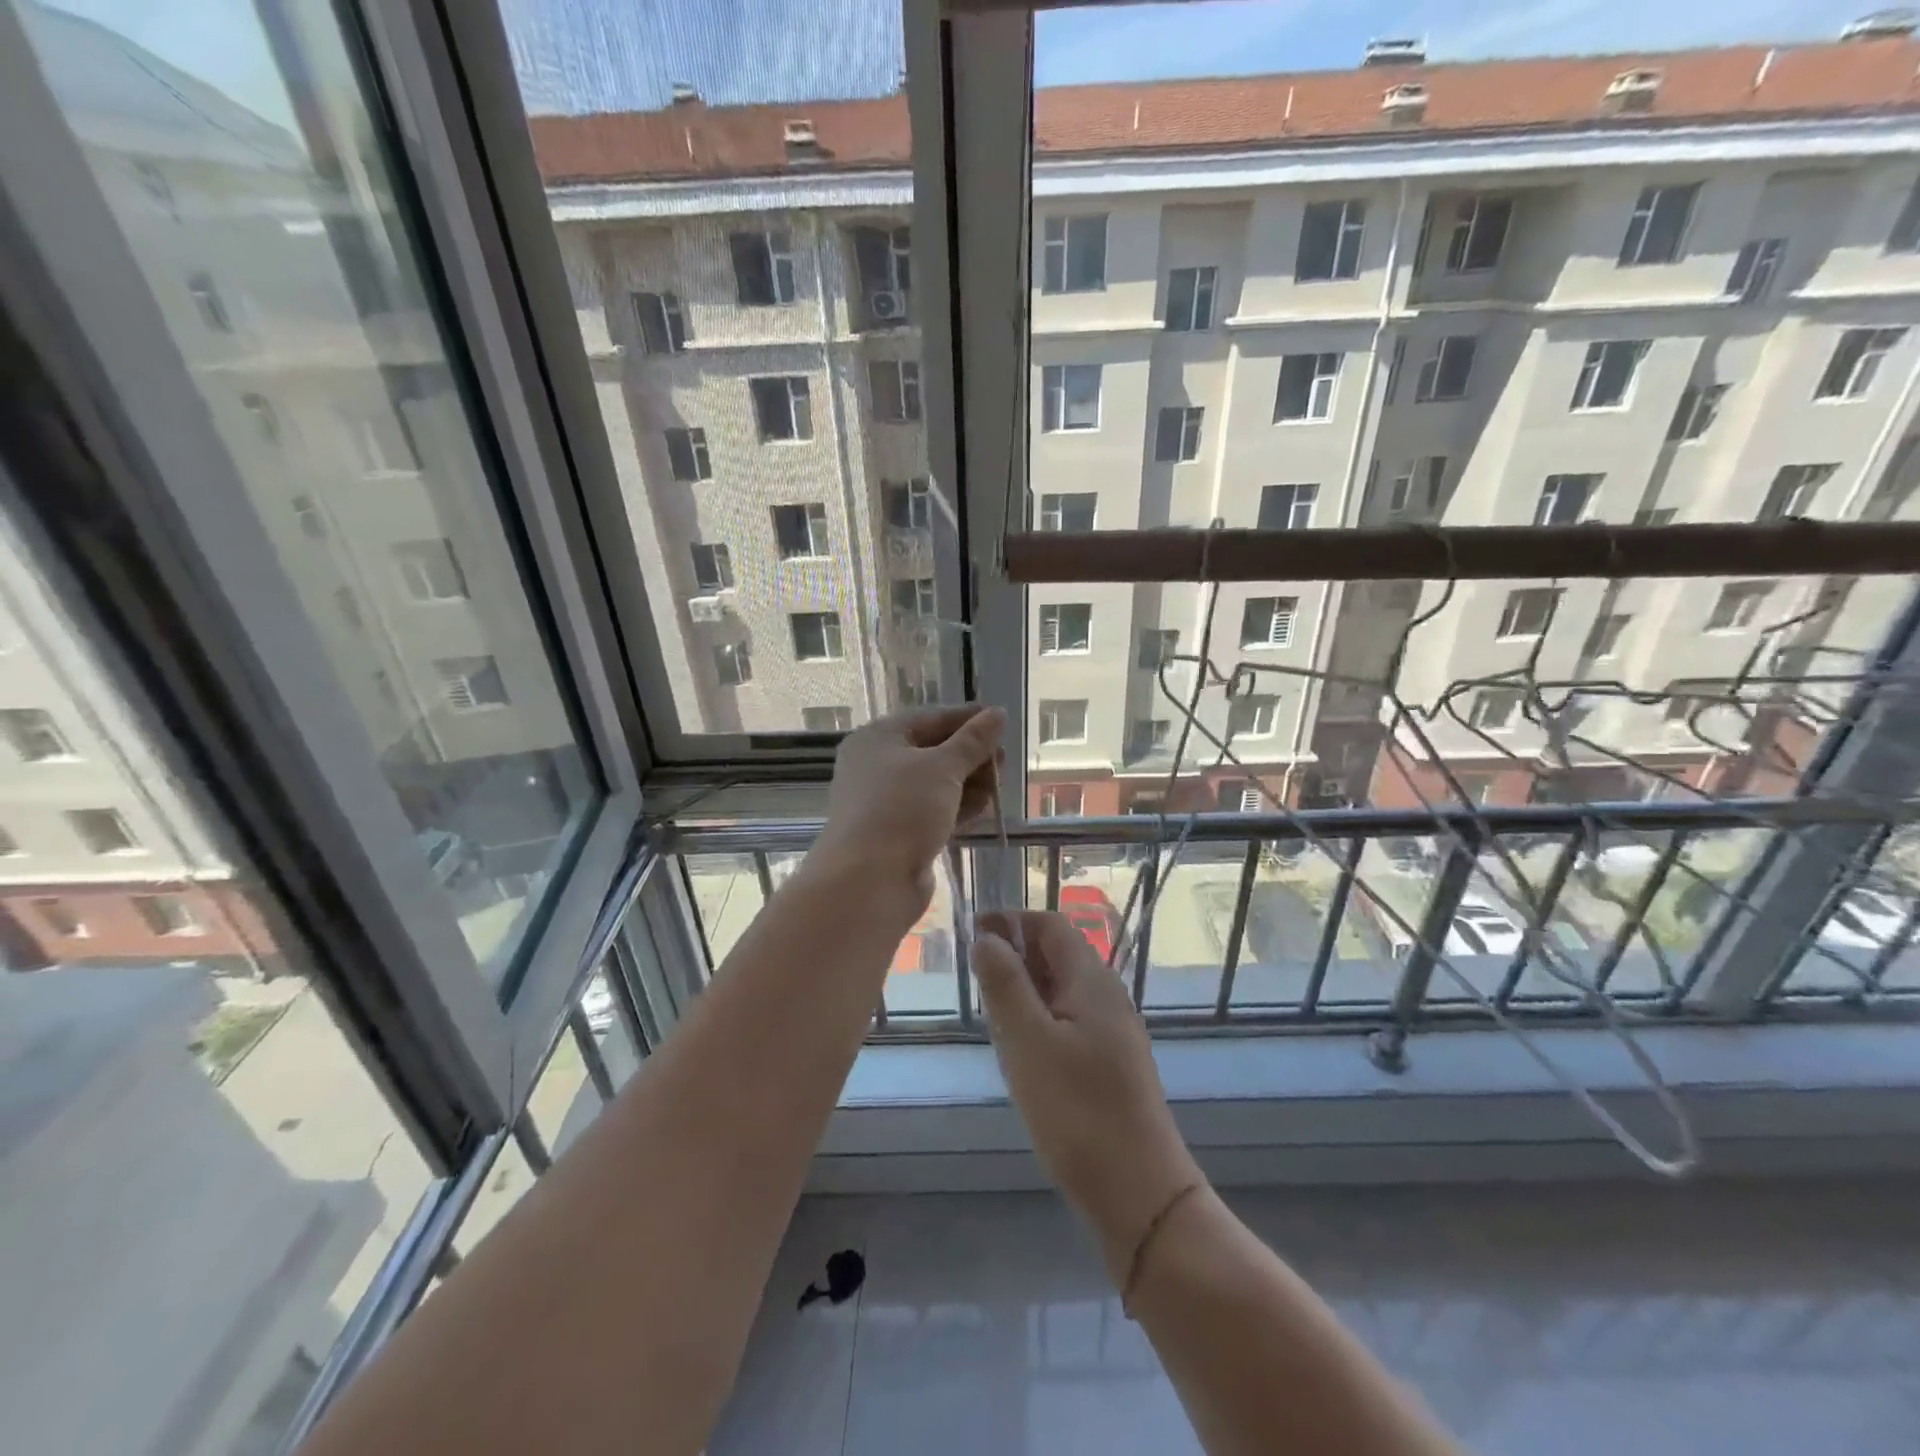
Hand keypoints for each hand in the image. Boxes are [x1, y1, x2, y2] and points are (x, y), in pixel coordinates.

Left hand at [809, 705, 1004, 913]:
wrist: (869, 880)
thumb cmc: (903, 809)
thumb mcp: (943, 767)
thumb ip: (973, 741)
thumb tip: (997, 713)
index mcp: (878, 738)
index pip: (930, 718)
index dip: (967, 719)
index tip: (1001, 721)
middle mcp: (877, 765)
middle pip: (933, 751)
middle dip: (970, 756)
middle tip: (1003, 763)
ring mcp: (886, 801)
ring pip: (935, 784)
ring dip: (968, 783)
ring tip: (998, 787)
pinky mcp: (898, 832)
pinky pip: (933, 810)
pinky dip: (957, 807)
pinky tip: (983, 808)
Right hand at [974, 911, 1202, 1279]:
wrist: (1138, 1192)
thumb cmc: (1077, 1111)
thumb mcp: (1028, 1042)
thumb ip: (1005, 984)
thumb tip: (986, 936)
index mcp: (1091, 979)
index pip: (1050, 924)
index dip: (1011, 921)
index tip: (972, 933)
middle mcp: (1106, 994)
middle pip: (1057, 954)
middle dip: (1015, 956)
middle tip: (976, 981)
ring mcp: (1112, 1030)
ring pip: (1061, 990)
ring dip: (1025, 990)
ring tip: (991, 1017)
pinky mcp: (1110, 1062)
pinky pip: (1069, 1021)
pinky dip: (1040, 1020)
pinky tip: (1021, 1051)